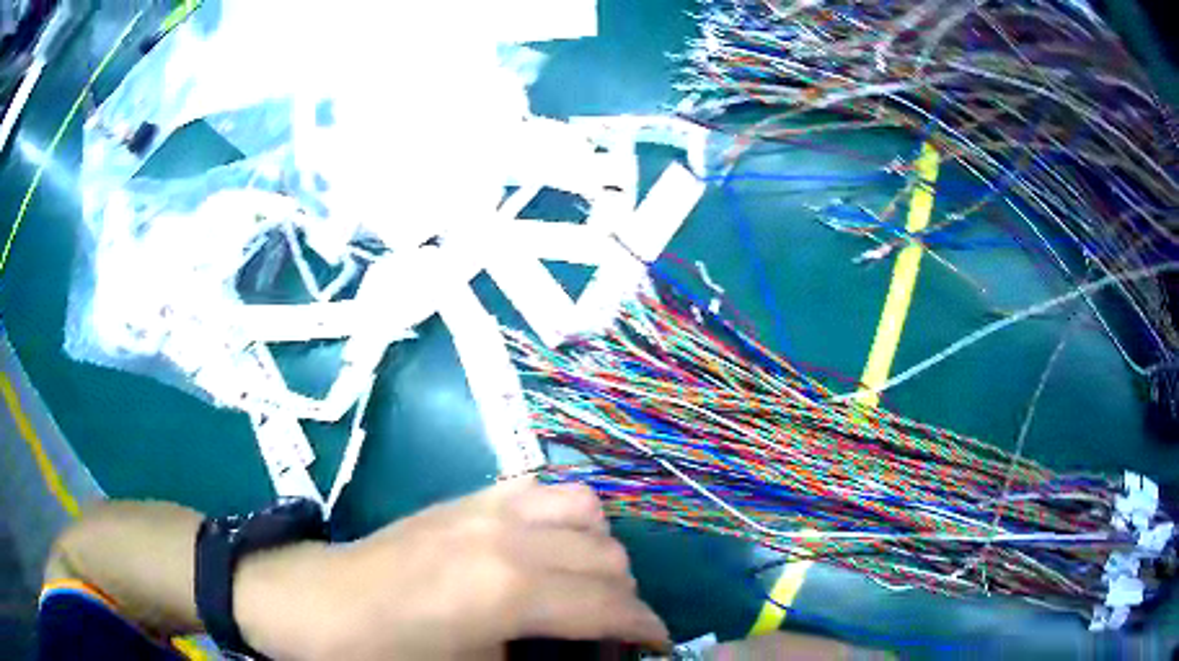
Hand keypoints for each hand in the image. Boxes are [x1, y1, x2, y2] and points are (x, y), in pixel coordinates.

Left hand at [236, 478, 668, 659]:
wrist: (314, 601)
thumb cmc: (384, 653)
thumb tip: (583, 656)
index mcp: (508, 590)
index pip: (609, 605)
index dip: (646, 629)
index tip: (656, 647)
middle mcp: (508, 535)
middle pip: (608, 556)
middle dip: (624, 598)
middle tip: (612, 631)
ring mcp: (486, 505)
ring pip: (585, 509)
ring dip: (598, 550)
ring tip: (582, 585)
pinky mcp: (466, 496)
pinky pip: (542, 490)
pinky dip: (563, 517)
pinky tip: (546, 547)